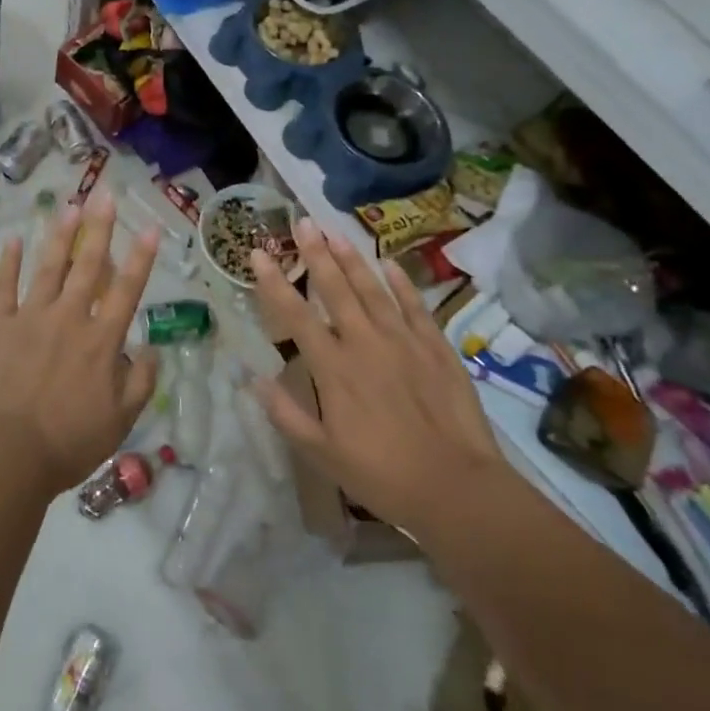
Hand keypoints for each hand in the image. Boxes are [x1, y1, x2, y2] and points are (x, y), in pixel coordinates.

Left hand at [0, 189, 160, 495]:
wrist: (9, 454)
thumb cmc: (70, 441)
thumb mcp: (121, 420)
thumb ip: (141, 381)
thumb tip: (152, 349)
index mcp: (101, 340)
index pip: (127, 290)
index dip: (141, 257)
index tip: (149, 228)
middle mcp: (69, 318)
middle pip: (88, 265)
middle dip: (100, 228)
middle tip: (105, 195)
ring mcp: (31, 317)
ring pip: (49, 267)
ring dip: (61, 235)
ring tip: (70, 205)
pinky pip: (4, 287)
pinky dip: (9, 262)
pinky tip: (14, 238)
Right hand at [252, 217, 513, 549]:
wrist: (456, 488)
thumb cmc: (382, 475)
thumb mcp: (322, 454)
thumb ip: (286, 414)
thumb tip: (253, 380)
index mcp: (333, 368)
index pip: (295, 315)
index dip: (273, 283)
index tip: (258, 254)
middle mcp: (364, 342)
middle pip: (335, 289)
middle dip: (315, 253)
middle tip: (302, 222)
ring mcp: (403, 340)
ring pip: (372, 289)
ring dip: (352, 259)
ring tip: (334, 232)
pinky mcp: (436, 347)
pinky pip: (414, 305)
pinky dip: (401, 282)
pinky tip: (389, 263)